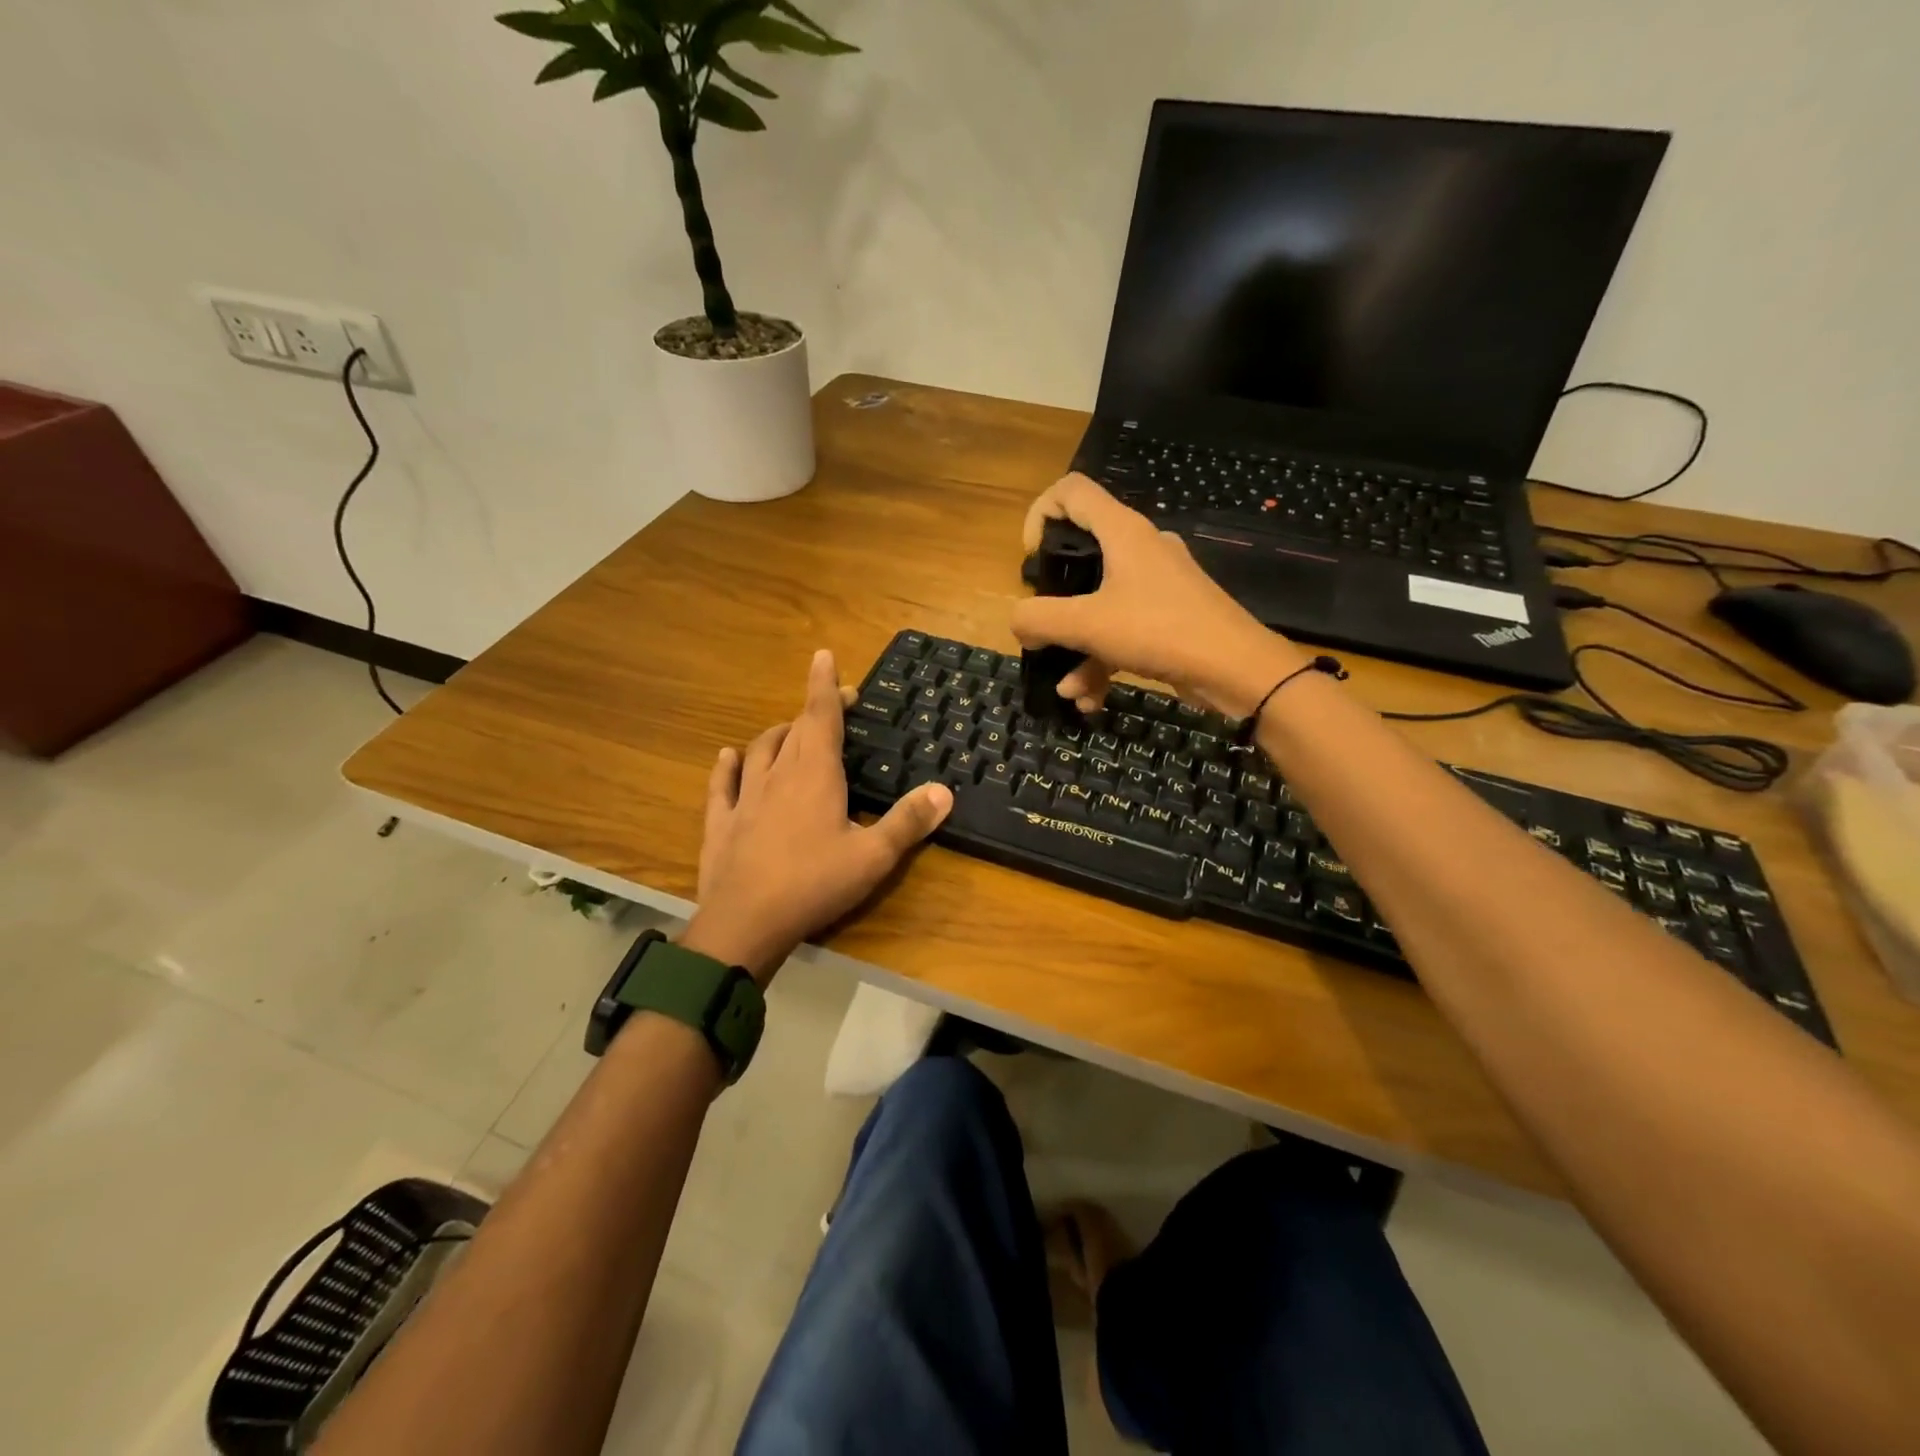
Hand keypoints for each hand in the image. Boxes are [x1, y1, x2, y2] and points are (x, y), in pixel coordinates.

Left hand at [682, 649, 952, 982]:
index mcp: (815, 774)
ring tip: (790, 729)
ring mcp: (745, 797)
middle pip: (795, 730)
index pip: (821, 716)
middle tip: (834, 706)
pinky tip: (729, 756)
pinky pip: (723, 784)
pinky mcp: (721, 822)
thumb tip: (944, 790)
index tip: (825, 656)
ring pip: (760, 750)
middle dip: (814, 711)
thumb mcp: (873, 856)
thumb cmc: (815, 884)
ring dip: (778, 734)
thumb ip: (908, 822)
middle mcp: (778, 774)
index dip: (825, 685)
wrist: (745, 922)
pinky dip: (729, 765)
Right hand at [1010, 474, 1307, 716]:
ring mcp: (1157, 583)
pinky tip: (1090, 699)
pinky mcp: (1169, 616)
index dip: (1039, 514)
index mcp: (1122, 532)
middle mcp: (1140, 548)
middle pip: (1082, 554)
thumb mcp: (1087, 625)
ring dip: (1077, 648)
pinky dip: (1103, 660)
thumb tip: (1017, 621)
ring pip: (1100, 604)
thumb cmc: (1159, 631)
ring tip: (1068, 690)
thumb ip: (1039, 618)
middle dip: (1055, 600)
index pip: (1070, 491)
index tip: (1031, 560)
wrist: (1237, 669)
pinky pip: (1122, 630)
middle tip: (1043, 627)